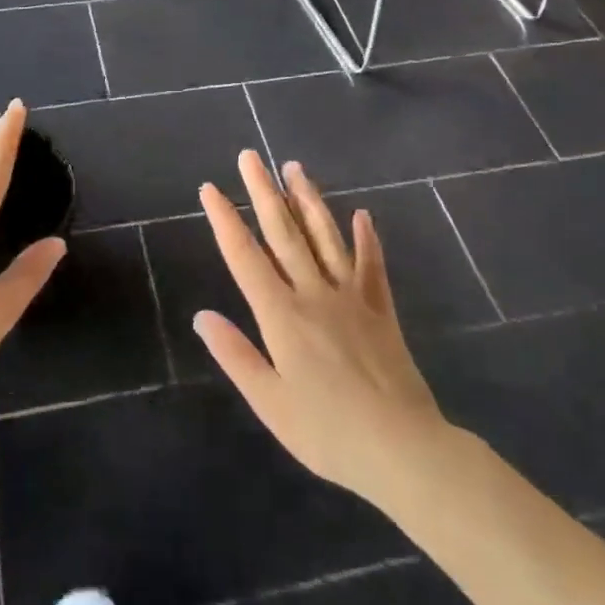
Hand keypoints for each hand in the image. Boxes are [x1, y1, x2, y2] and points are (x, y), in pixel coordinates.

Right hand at [194, 153, 451, 506]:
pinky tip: (363, 214)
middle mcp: (313, 294)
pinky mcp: (381, 310)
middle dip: (263, 192)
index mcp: (281, 316)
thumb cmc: (327, 432)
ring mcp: (351, 298)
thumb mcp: (270, 403)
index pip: (245, 257)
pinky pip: (372, 266)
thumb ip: (235, 355)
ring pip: (325, 237)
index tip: (210, 188)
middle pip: (283, 233)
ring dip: (308, 200)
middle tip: (250, 156)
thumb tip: (201, 316)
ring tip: (295, 168)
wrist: (402, 448)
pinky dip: (367, 238)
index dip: (225, 220)